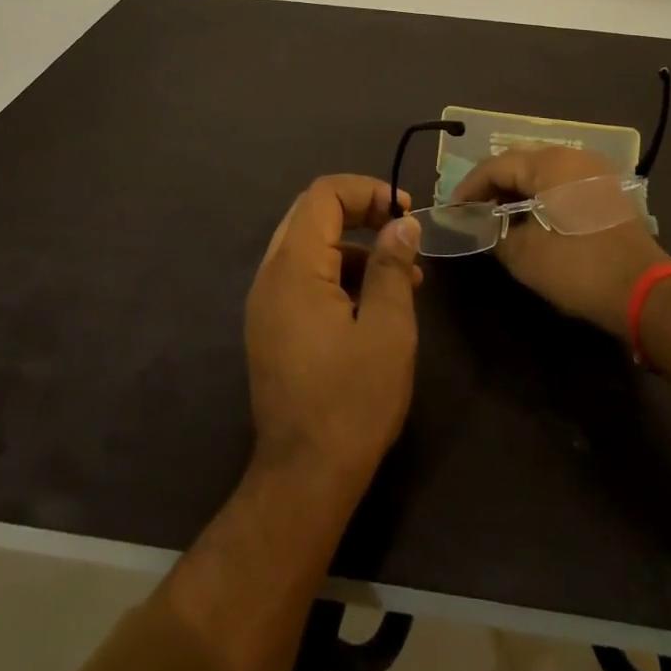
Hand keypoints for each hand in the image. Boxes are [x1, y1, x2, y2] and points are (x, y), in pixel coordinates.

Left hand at [245, 175, 422, 492]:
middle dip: (360, 212)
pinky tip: (376, 303)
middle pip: (312, 214)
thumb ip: (391, 267)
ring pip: (309, 246)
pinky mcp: (272, 326)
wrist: (304, 480)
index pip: (323, 195)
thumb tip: (401, 224)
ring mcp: (266, 302)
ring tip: (403, 276)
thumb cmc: (351, 401)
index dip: (366, 190)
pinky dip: (339, 274)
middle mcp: (271, 275)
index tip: (404, 211)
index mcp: (294, 267)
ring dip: (354, 246)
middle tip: (401, 230)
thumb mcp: (387, 329)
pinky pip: (304, 277)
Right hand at [454, 148, 670, 341]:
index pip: (496, 165)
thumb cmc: (580, 268)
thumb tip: (484, 224)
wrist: (647, 293)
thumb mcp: (525, 256)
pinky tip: (532, 217)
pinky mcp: (607, 190)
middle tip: (473, 209)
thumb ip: (496, 233)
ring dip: (518, 188)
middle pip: (520, 161)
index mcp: (549, 163)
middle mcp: (572, 156)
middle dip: (493, 184)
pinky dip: (541, 194)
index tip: (453, 209)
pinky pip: (563, 181)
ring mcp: (594, 171)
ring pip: (542, 170)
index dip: (470, 187)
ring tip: (498, 214)